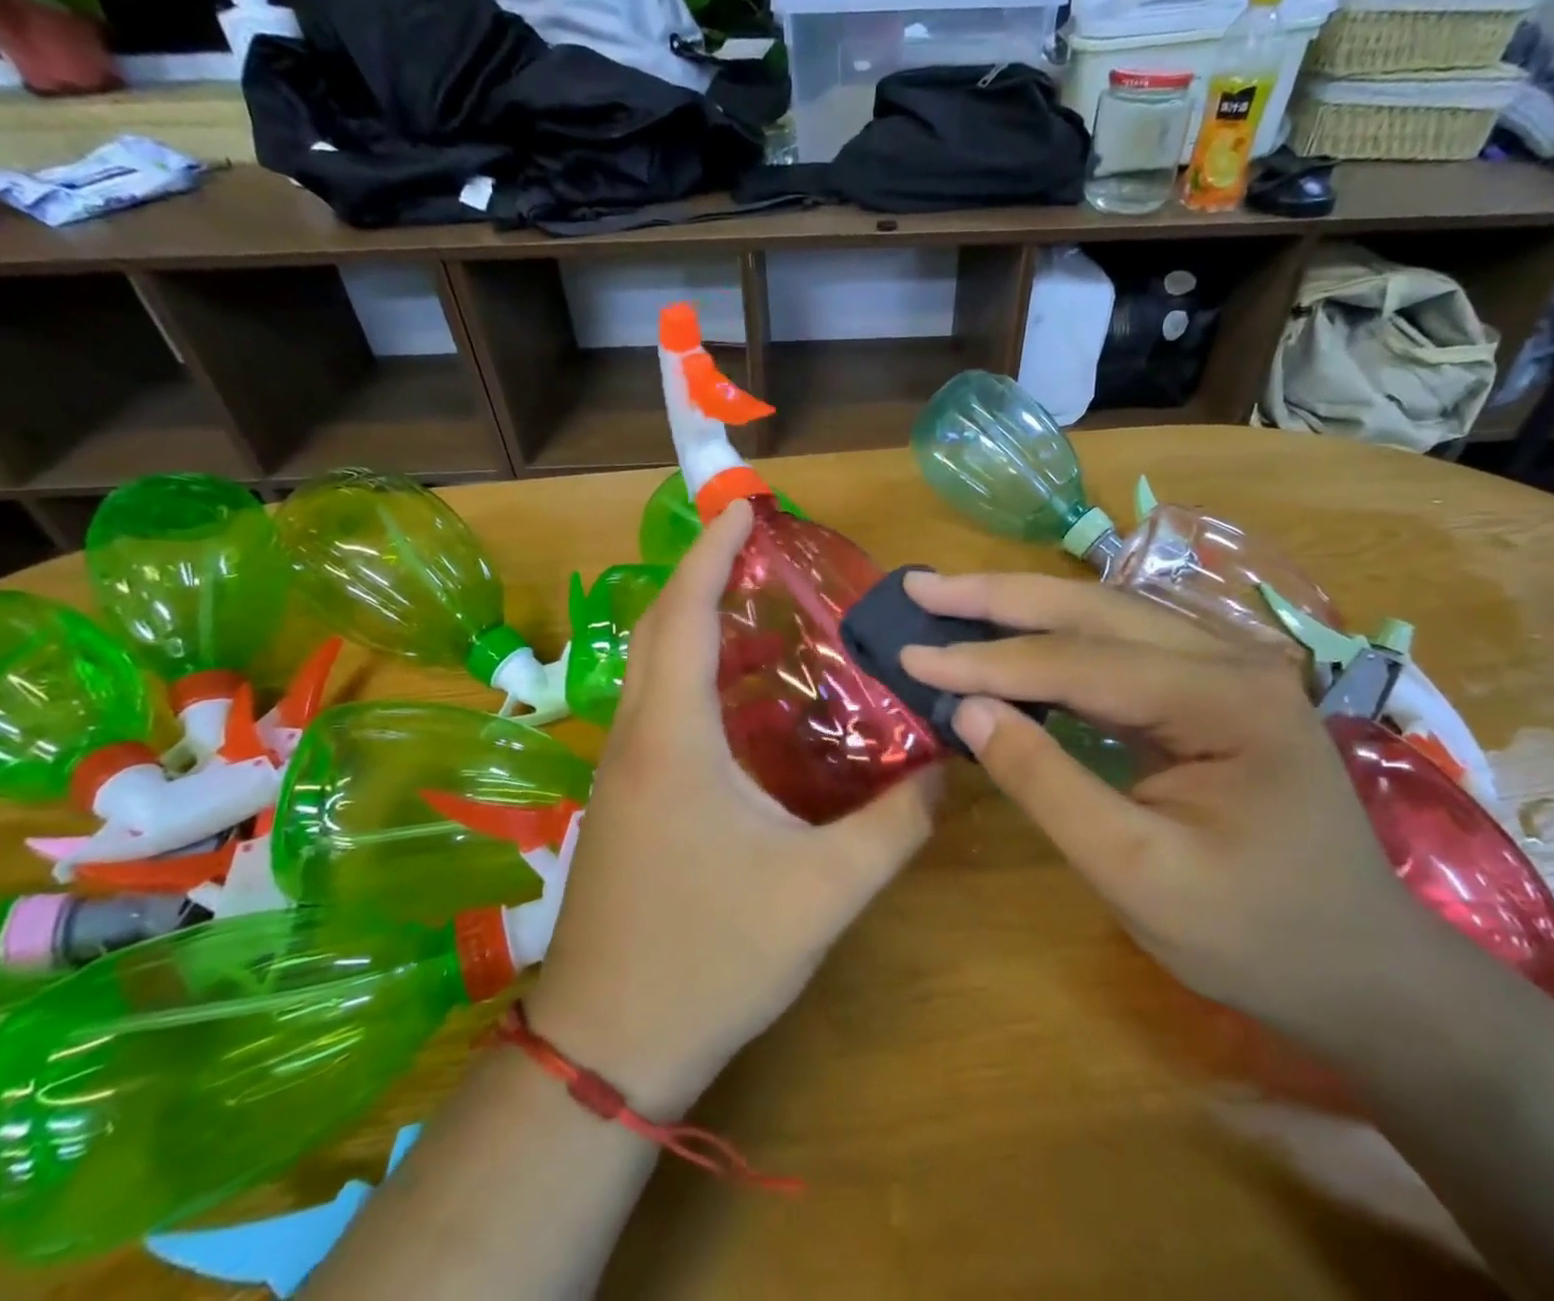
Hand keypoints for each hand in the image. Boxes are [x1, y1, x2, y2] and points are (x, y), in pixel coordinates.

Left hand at [527, 501, 939, 1115]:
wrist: (607, 1046)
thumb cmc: (709, 959)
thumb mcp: (822, 893)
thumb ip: (894, 827)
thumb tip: (947, 768)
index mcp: (673, 738)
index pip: (686, 615)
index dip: (710, 553)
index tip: (740, 507)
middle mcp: (636, 738)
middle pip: (659, 628)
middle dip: (700, 574)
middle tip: (757, 550)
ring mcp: (621, 770)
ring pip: (652, 669)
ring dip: (697, 625)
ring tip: (762, 613)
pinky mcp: (624, 800)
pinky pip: (656, 709)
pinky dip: (694, 677)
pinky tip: (744, 703)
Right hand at [899, 571, 1435, 1046]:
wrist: (1361, 971)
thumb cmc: (1255, 935)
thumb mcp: (1136, 873)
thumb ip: (1047, 784)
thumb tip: (969, 710)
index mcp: (1226, 698)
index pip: (1079, 662)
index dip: (986, 660)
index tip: (911, 654)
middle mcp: (1230, 657)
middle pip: (1093, 609)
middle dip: (997, 597)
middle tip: (921, 586)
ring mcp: (1224, 665)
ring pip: (1103, 615)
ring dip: (1021, 606)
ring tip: (950, 599)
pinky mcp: (1209, 686)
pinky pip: (1117, 646)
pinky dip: (1052, 639)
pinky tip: (1010, 636)